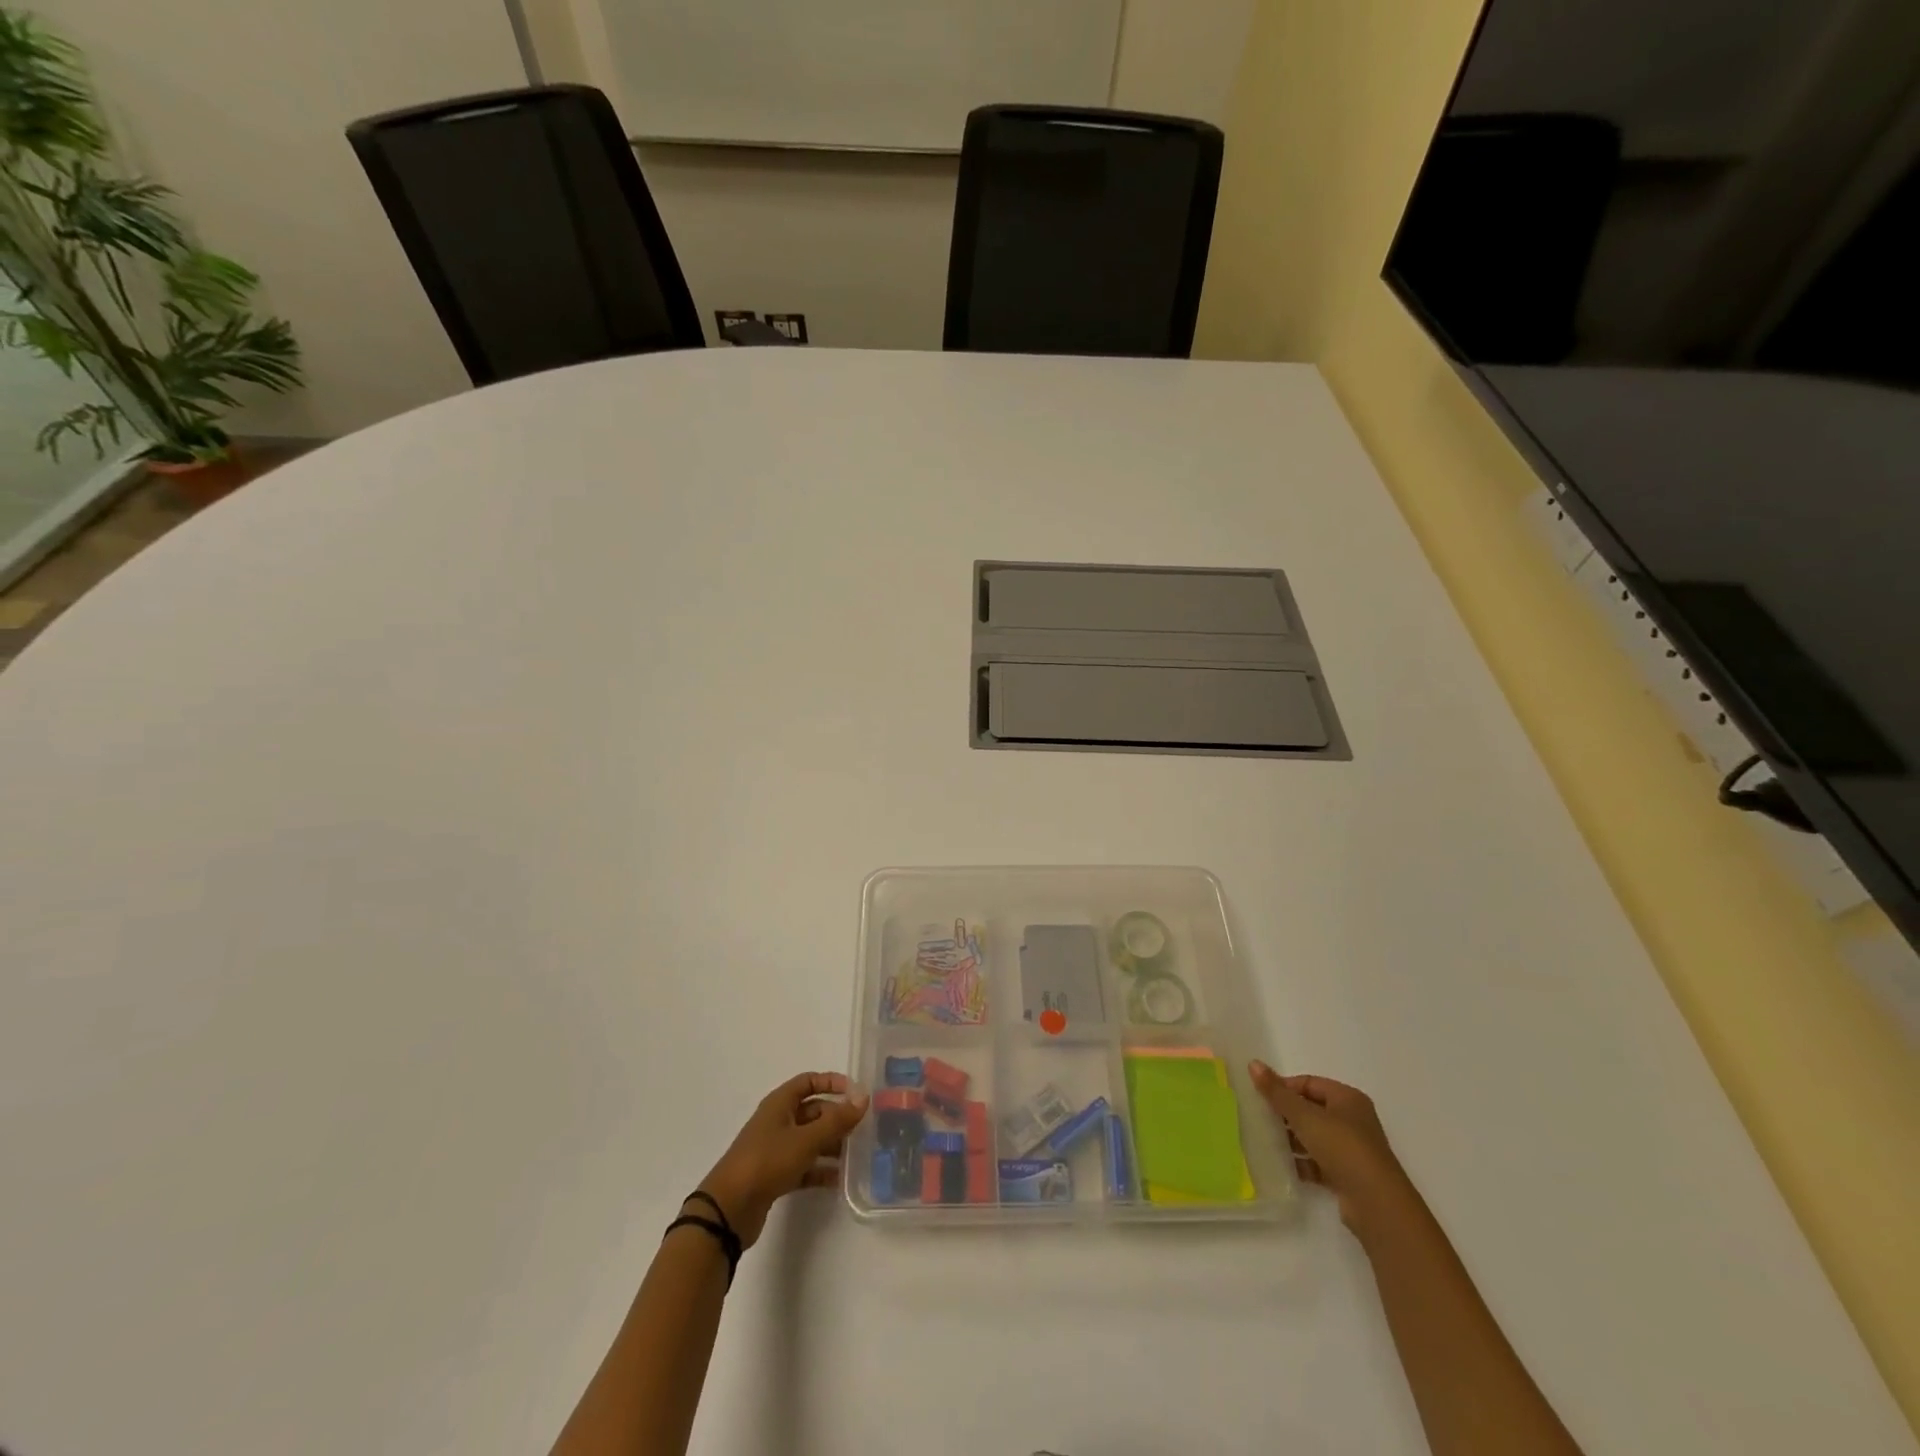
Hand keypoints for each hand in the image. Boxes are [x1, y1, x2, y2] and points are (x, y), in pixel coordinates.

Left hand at [697, 1072, 869, 1247]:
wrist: (728, 1210)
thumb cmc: (767, 1162)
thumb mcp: (805, 1139)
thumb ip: (836, 1120)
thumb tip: (863, 1097)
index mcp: (780, 1104)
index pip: (809, 1081)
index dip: (832, 1083)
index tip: (856, 1093)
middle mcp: (778, 1122)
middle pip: (813, 1112)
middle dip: (837, 1118)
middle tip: (863, 1129)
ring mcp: (776, 1150)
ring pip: (810, 1140)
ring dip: (832, 1145)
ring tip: (857, 1155)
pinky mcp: (775, 1176)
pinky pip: (804, 1166)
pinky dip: (820, 1170)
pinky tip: (840, 1180)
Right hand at [1249, 1062, 1415, 1238]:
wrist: (1376, 1205)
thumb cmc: (1342, 1148)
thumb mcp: (1305, 1116)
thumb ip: (1277, 1093)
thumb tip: (1253, 1063)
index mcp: (1347, 1099)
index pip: (1308, 1083)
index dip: (1284, 1088)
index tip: (1261, 1099)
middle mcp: (1352, 1120)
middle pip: (1310, 1110)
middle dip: (1285, 1115)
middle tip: (1259, 1119)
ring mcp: (1351, 1150)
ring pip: (1313, 1137)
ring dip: (1291, 1140)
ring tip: (1266, 1142)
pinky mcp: (1347, 1175)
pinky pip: (1318, 1162)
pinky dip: (1301, 1162)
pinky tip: (1282, 1166)